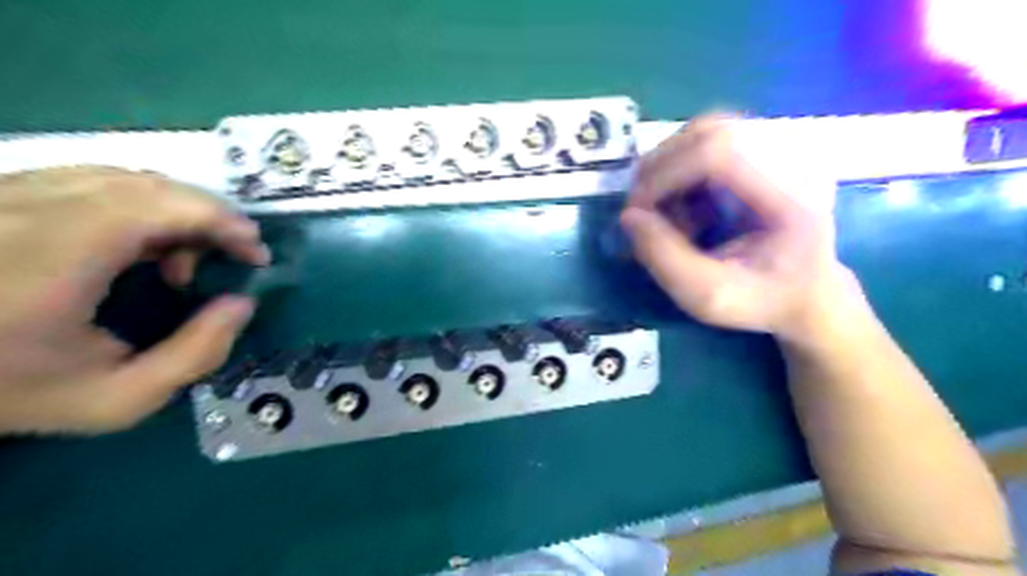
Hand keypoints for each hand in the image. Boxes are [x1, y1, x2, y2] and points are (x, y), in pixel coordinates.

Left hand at [0, 166, 267, 431]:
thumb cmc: (9, 389)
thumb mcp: (118, 399)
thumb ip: (195, 356)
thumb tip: (241, 304)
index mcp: (53, 259)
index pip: (158, 205)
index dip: (222, 220)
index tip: (255, 252)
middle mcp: (26, 210)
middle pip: (151, 186)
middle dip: (209, 218)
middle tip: (227, 258)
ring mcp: (7, 193)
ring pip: (126, 177)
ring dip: (178, 212)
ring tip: (182, 258)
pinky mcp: (4, 191)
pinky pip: (95, 179)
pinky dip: (142, 205)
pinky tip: (142, 242)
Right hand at [622, 117, 855, 340]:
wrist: (805, 293)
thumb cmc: (761, 301)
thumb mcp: (708, 297)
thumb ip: (664, 259)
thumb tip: (628, 216)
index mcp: (793, 194)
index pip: (720, 150)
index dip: (666, 173)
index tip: (637, 212)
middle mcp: (796, 156)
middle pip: (711, 130)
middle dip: (662, 167)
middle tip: (643, 209)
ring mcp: (787, 146)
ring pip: (708, 130)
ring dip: (670, 167)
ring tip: (666, 208)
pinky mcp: (770, 148)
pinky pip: (712, 140)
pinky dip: (684, 168)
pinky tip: (686, 203)